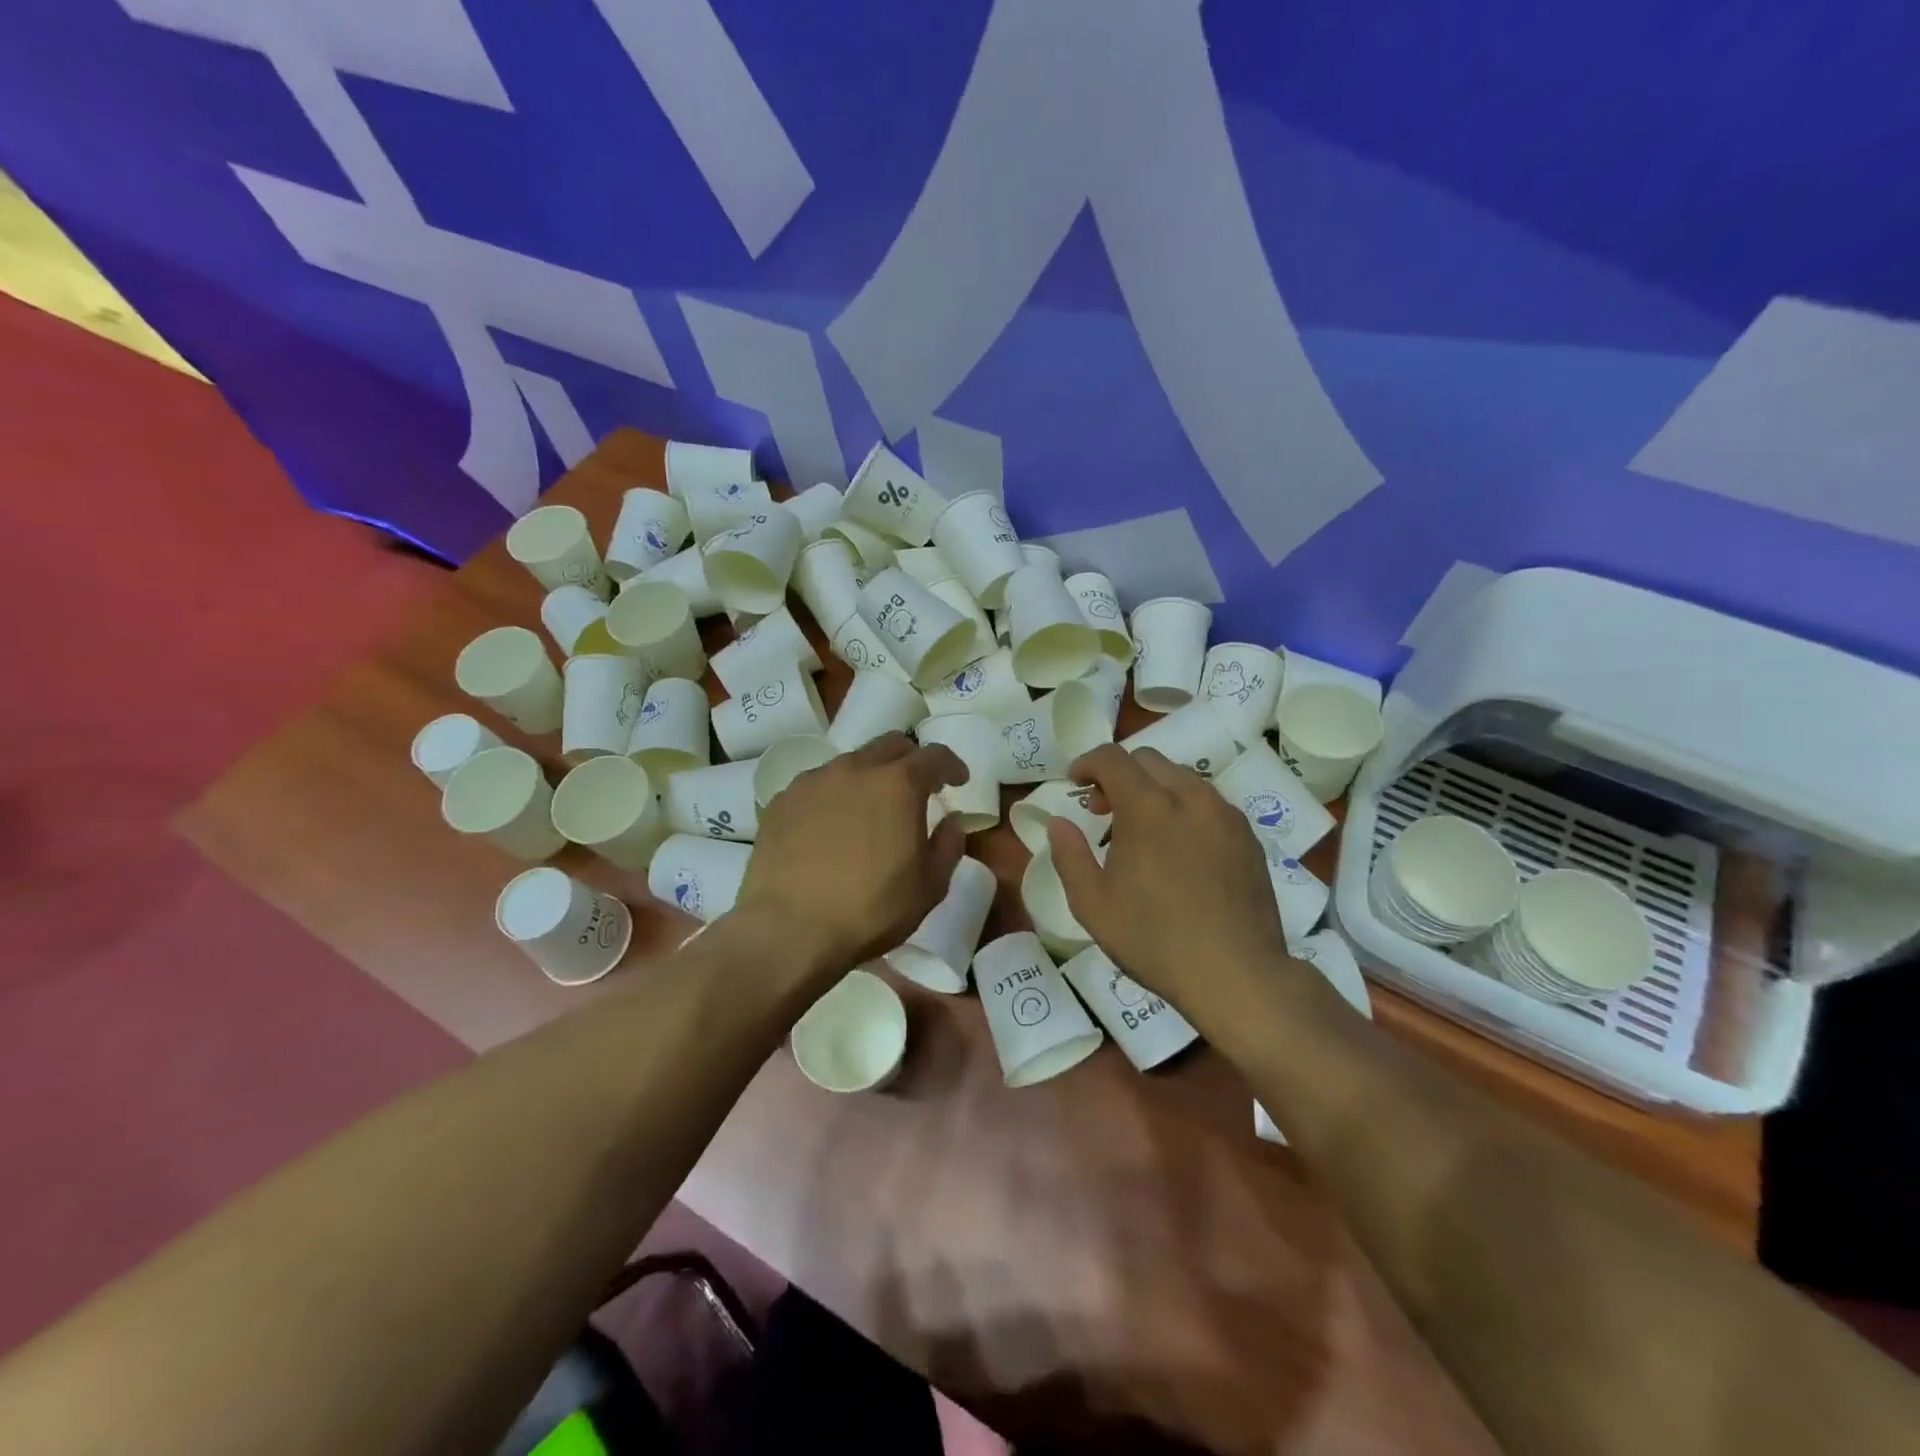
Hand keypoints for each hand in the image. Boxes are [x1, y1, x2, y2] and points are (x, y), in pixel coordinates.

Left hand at [736, 734, 967, 980]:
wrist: (789, 930)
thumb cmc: (871, 909)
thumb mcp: (930, 886)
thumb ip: (949, 845)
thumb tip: (952, 821)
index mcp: (898, 784)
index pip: (934, 756)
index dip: (951, 765)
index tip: (958, 781)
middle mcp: (855, 769)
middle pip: (890, 745)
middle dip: (910, 760)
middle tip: (917, 788)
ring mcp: (813, 781)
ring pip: (850, 763)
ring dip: (869, 777)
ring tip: (869, 810)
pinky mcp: (782, 801)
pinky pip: (817, 786)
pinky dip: (834, 797)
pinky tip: (830, 828)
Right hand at [1047, 745, 1288, 1032]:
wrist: (1236, 975)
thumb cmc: (1154, 940)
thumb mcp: (1092, 905)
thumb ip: (1069, 855)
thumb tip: (1059, 823)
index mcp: (1148, 808)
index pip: (1112, 758)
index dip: (1087, 763)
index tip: (1075, 784)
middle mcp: (1191, 798)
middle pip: (1148, 760)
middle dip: (1119, 775)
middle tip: (1104, 812)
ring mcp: (1225, 815)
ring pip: (1182, 779)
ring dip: (1153, 791)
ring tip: (1143, 834)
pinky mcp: (1248, 837)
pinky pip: (1209, 804)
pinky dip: (1184, 809)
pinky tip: (1180, 851)